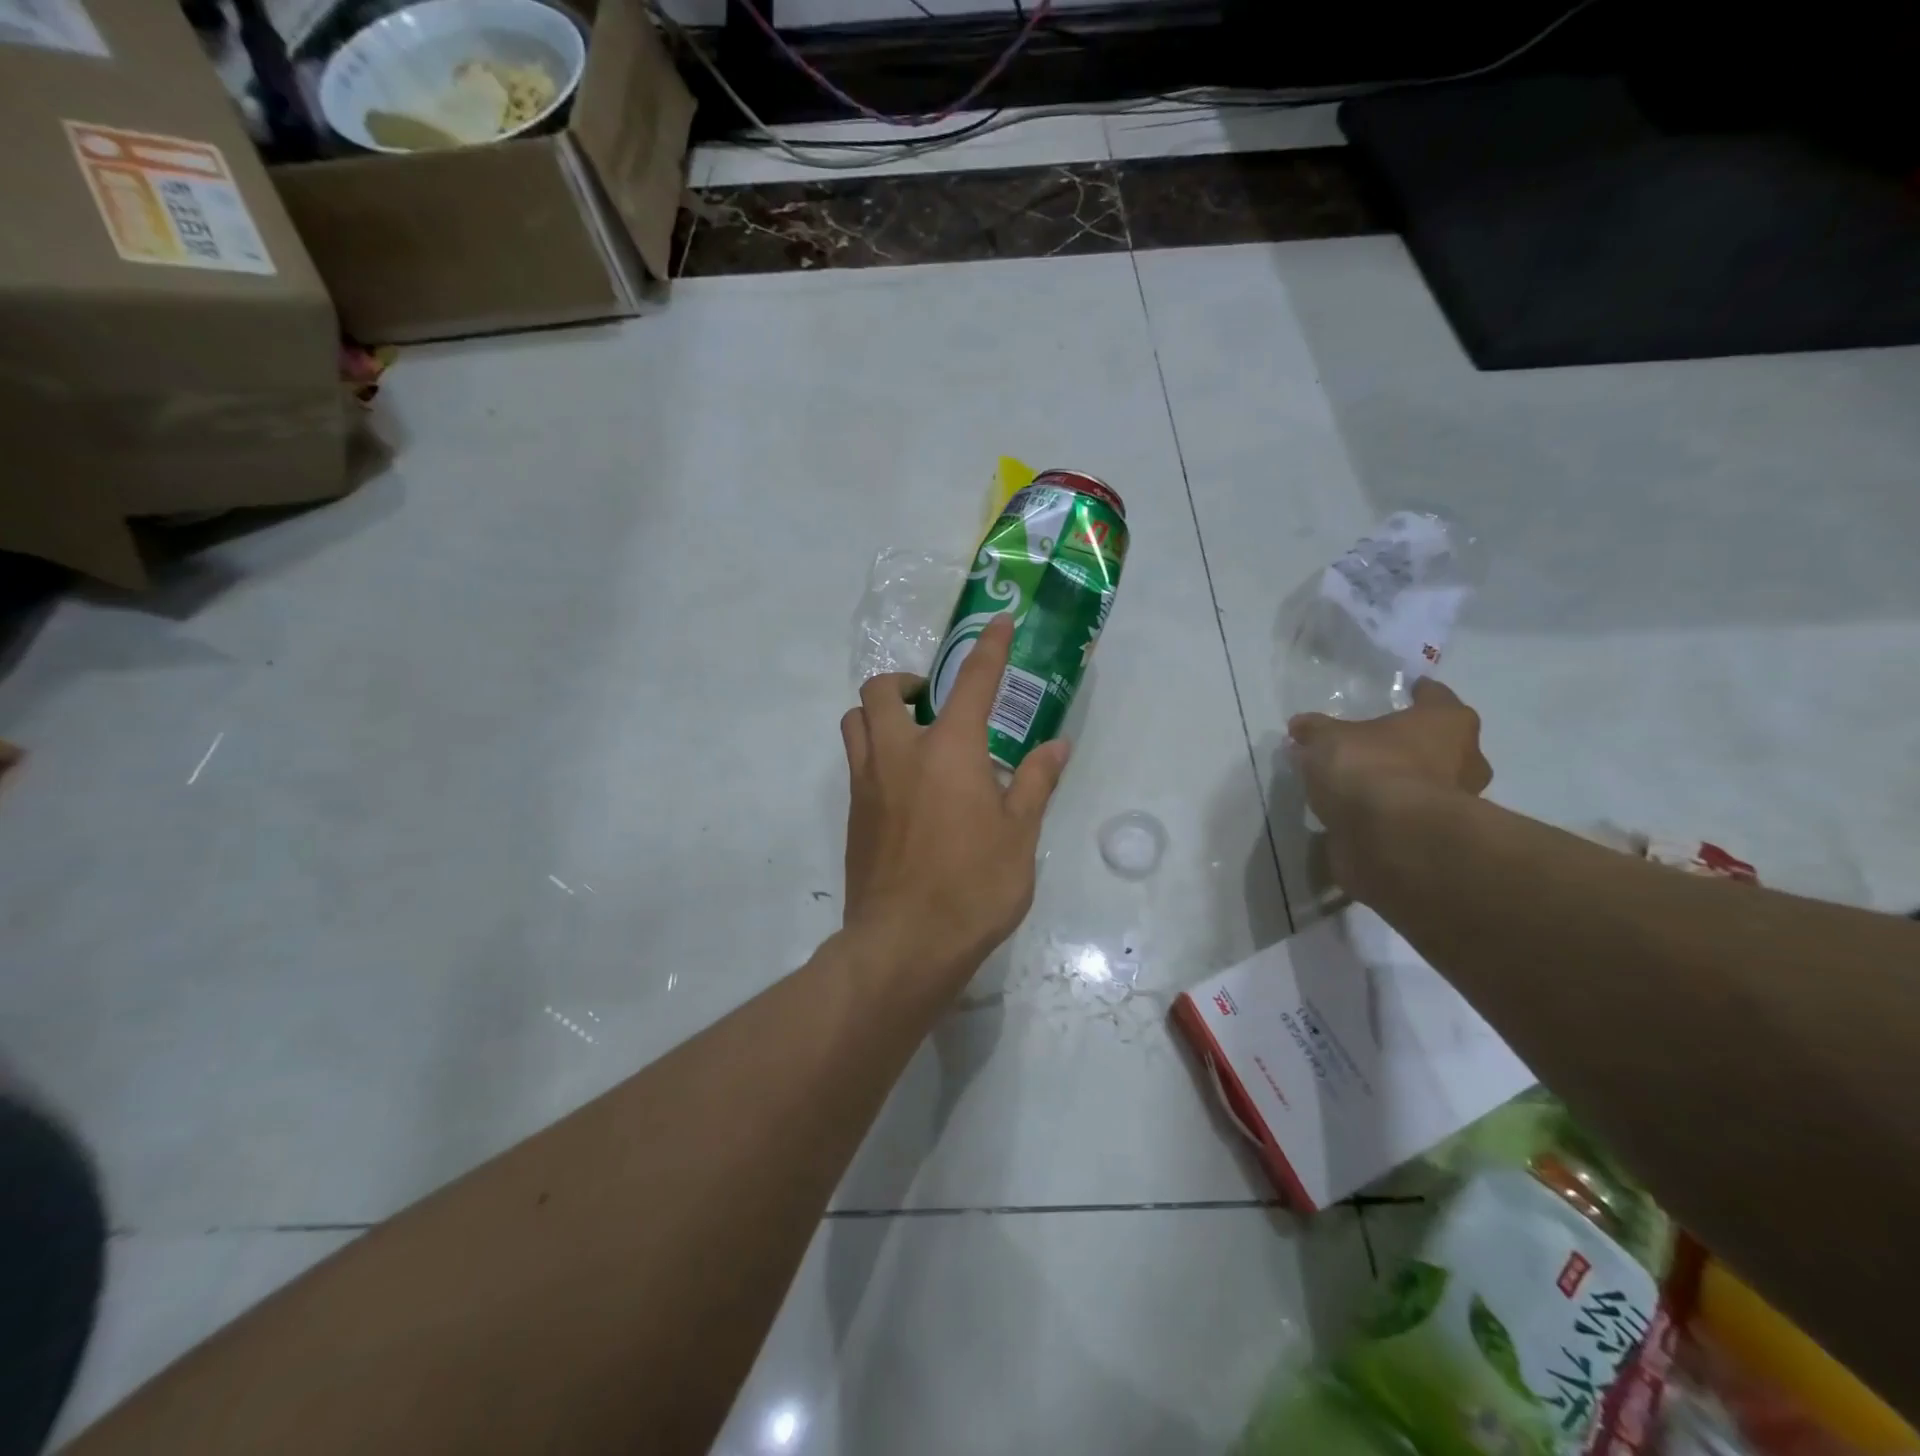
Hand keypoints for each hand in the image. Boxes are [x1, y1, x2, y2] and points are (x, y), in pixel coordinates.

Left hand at [840, 616, 1069, 987]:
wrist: (904, 943)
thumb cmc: (973, 886)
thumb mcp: (1019, 834)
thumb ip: (1035, 782)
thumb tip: (1057, 745)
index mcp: (948, 750)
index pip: (972, 682)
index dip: (988, 648)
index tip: (998, 624)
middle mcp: (899, 754)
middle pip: (882, 690)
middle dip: (906, 682)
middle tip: (933, 703)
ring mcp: (867, 784)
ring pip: (856, 722)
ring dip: (880, 713)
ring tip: (914, 738)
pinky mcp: (853, 815)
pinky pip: (856, 762)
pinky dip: (876, 752)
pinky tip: (907, 788)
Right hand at [1287, 678, 1491, 893]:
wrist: (1392, 839)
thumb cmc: (1371, 768)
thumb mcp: (1327, 740)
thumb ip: (1315, 731)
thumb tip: (1301, 725)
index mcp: (1447, 723)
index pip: (1435, 697)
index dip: (1417, 694)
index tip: (1404, 692)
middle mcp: (1464, 760)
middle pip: (1437, 744)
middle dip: (1409, 745)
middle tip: (1374, 745)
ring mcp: (1455, 804)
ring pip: (1424, 783)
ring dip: (1398, 783)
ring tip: (1357, 785)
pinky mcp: (1434, 839)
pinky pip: (1407, 817)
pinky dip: (1387, 816)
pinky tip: (1357, 815)